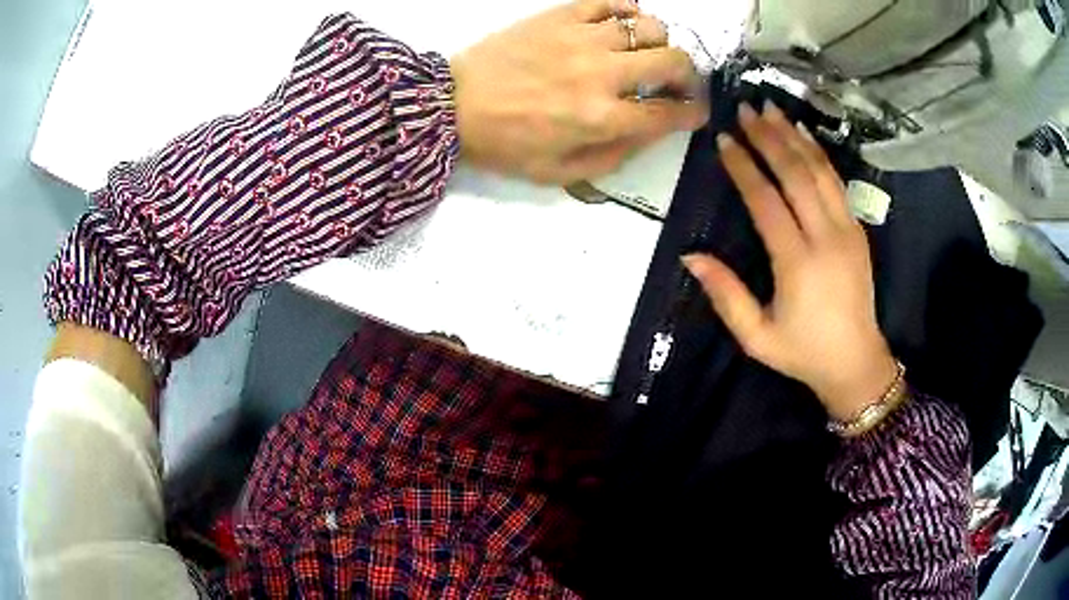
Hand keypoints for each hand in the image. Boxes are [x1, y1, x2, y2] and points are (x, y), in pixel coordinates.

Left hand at [450, 0, 707, 183]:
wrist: (451, 104)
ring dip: (659, 42)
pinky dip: (627, 10)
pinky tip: (621, 25)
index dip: (693, 113)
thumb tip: (649, 132)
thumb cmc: (504, 144)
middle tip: (678, 82)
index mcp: (601, 118)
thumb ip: (613, 156)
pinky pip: (611, 1)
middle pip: (673, 61)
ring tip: (644, 53)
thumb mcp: (558, 172)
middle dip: (689, 75)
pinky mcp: (561, 15)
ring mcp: (582, 37)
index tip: (695, 112)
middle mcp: (602, 73)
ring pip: (649, 26)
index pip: (670, 112)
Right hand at [682, 102, 896, 421]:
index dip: (743, 167)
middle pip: (795, 174)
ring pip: (819, 171)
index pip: (766, 201)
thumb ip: (726, 296)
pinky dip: (819, 154)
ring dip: (794, 136)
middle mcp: (825, 237)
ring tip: (771, 109)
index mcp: (797, 263)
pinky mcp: (857, 230)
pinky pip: (837, 182)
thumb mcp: (756, 337)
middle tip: (745, 108)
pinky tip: (805, 135)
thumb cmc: (803, 352)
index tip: (724, 139)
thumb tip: (690, 257)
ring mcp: (847, 230)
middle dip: (768, 137)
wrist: (856, 362)